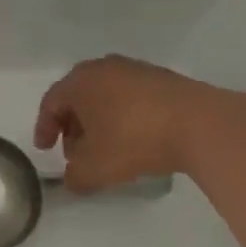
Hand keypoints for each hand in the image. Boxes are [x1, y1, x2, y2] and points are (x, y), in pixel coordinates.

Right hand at [33, 55, 210, 193]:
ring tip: (105, 147)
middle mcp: (104, 68)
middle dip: (72, 124)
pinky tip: (134, 138)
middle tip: (73, 151)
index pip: (51, 103)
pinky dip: (124, 115)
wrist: (201, 124)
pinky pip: (131, 97)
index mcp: (80, 82)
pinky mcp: (164, 78)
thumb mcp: (95, 169)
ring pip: (106, 95)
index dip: (44, 128)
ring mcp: (136, 70)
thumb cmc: (134, 140)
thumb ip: (75, 176)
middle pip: (78, 96)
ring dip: (99, 120)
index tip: (45, 149)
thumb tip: (72, 178)